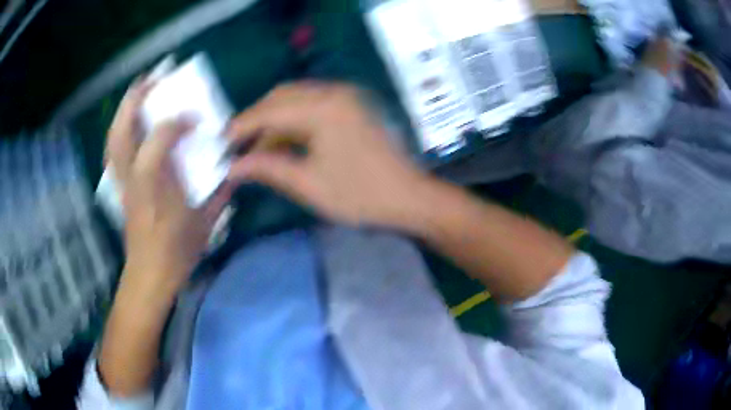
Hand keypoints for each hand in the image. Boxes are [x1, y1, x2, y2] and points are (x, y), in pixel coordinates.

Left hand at [107, 79, 230, 293]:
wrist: (150, 275)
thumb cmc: (177, 251)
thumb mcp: (206, 222)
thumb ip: (221, 191)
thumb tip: (234, 165)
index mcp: (157, 186)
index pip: (160, 139)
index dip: (176, 121)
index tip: (195, 118)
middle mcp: (133, 178)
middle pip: (123, 131)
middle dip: (136, 99)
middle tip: (153, 78)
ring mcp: (121, 181)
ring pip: (113, 137)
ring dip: (124, 110)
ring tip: (139, 90)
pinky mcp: (118, 185)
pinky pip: (113, 149)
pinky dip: (119, 129)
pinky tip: (130, 121)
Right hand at [226, 83, 427, 226]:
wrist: (410, 197)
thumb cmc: (361, 195)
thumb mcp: (308, 184)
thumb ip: (268, 168)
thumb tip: (233, 167)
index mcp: (323, 108)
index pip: (270, 111)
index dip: (242, 126)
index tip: (221, 142)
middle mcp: (334, 92)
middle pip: (281, 97)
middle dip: (256, 119)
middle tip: (238, 145)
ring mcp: (346, 96)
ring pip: (296, 98)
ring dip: (274, 119)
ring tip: (257, 148)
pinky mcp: (352, 105)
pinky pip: (313, 105)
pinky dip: (293, 120)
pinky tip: (284, 141)